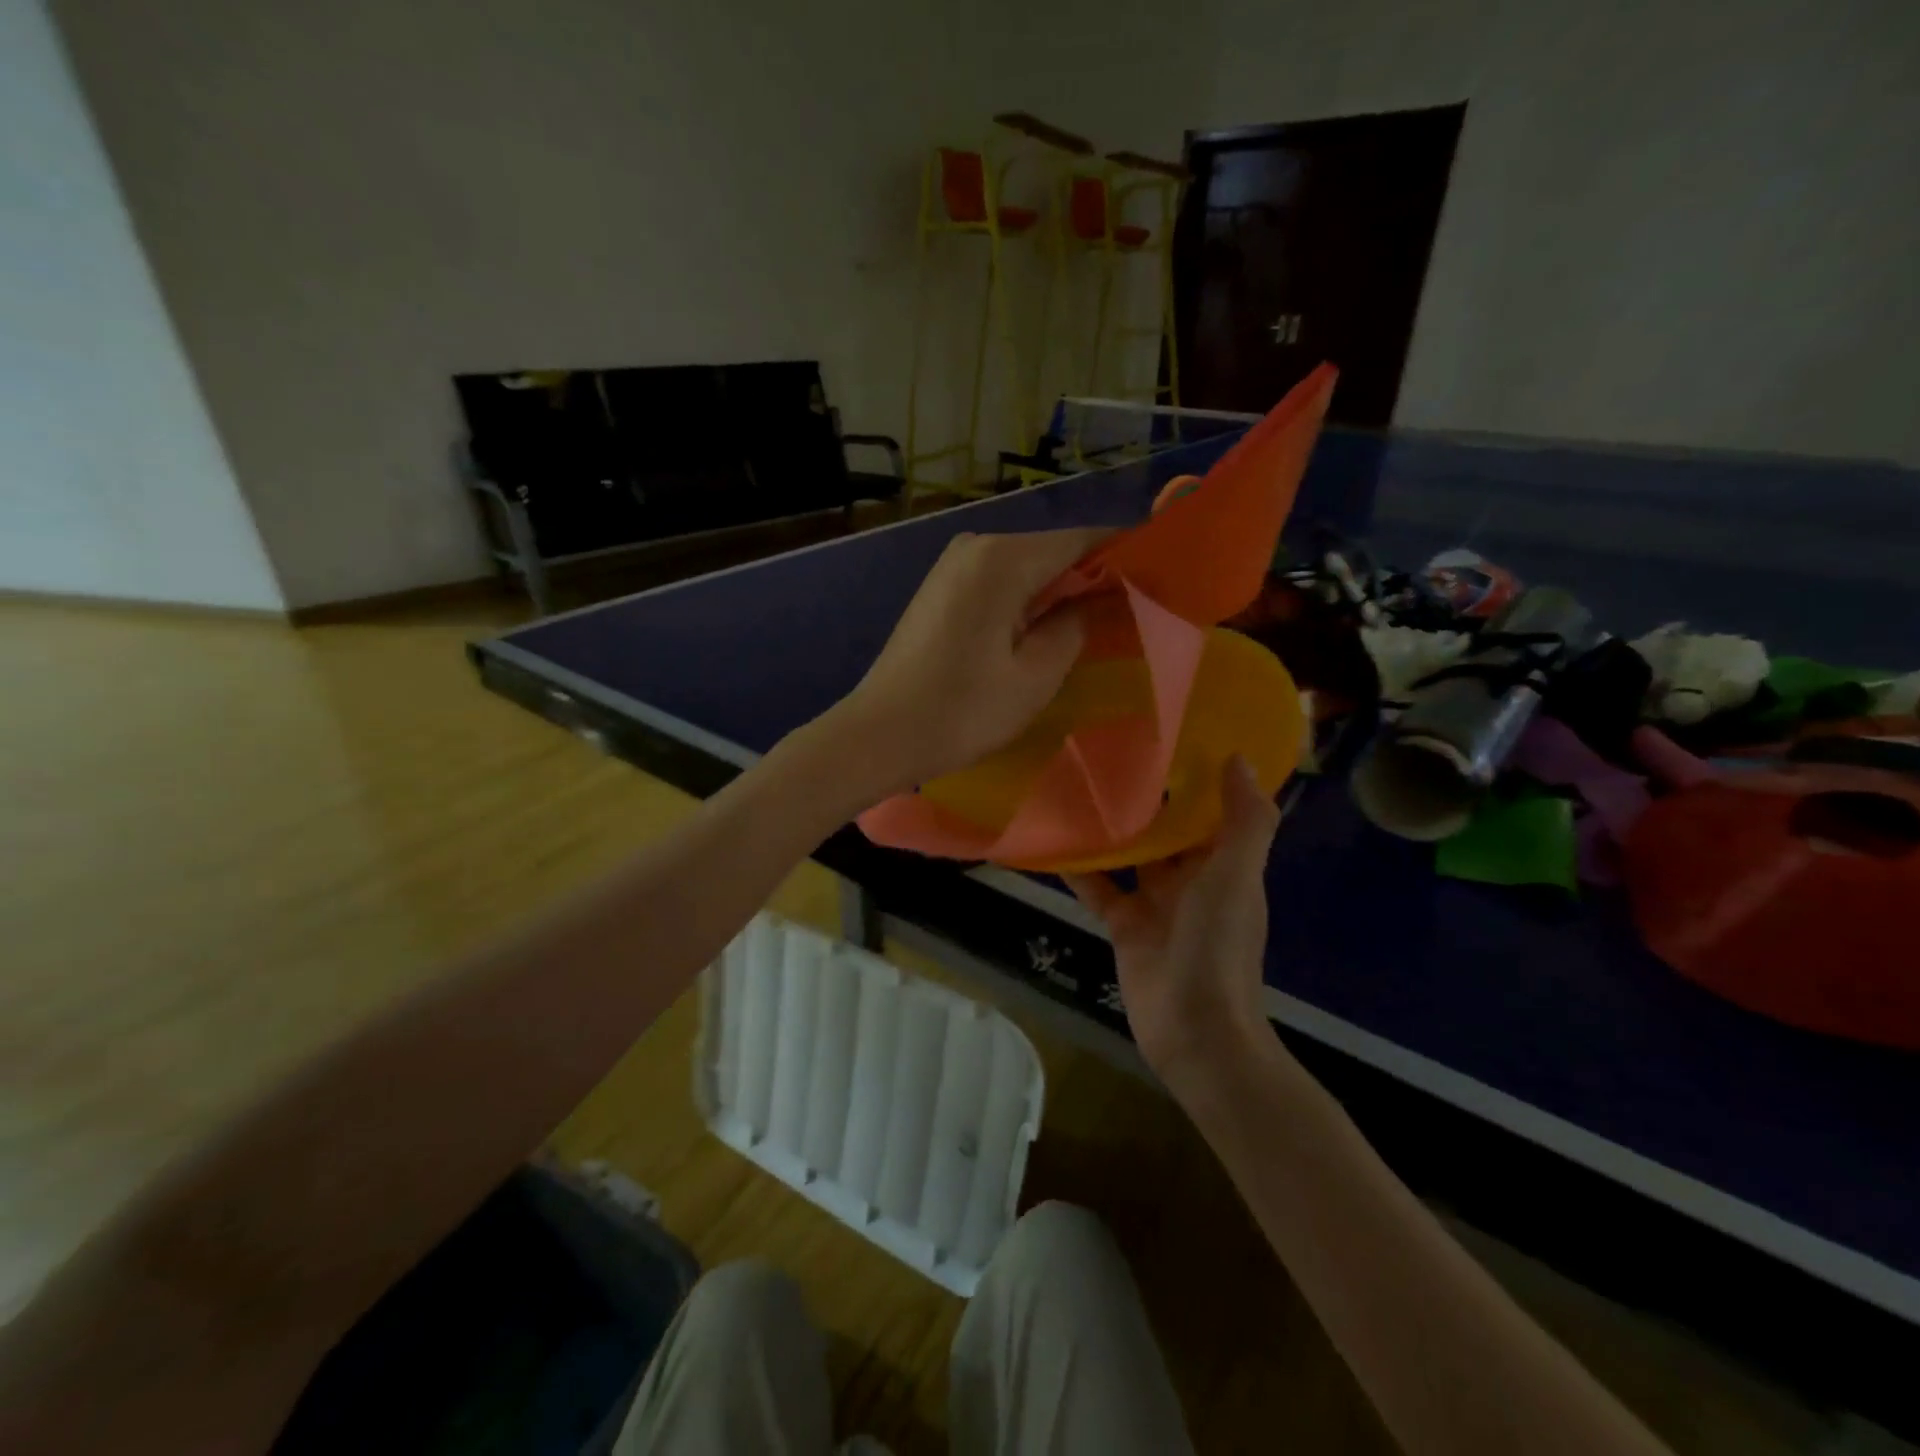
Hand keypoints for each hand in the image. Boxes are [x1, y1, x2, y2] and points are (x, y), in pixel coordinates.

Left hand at [826, 528, 1109, 797]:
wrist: (878, 735)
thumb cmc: (961, 711)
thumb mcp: (1035, 675)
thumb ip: (1076, 625)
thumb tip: (1099, 598)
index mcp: (1003, 558)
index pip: (1083, 539)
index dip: (1125, 556)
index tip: (1161, 580)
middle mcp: (977, 545)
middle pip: (1054, 550)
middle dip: (1094, 577)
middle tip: (1135, 611)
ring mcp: (954, 564)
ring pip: (1028, 567)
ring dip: (1062, 591)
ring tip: (1098, 623)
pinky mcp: (941, 587)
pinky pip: (1001, 582)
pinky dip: (1029, 599)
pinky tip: (1046, 628)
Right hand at [1066, 757, 1280, 1092]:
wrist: (1195, 1029)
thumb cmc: (1220, 946)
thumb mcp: (1236, 876)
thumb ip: (1245, 821)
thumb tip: (1239, 758)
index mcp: (1223, 864)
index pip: (1210, 810)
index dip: (1195, 776)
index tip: (1169, 734)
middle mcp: (1190, 878)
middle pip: (1165, 829)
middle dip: (1145, 797)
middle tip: (1108, 749)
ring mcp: (1155, 902)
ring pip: (1129, 855)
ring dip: (1109, 828)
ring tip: (1075, 783)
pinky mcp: (1123, 924)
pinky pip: (1098, 888)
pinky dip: (1078, 868)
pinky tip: (1052, 840)